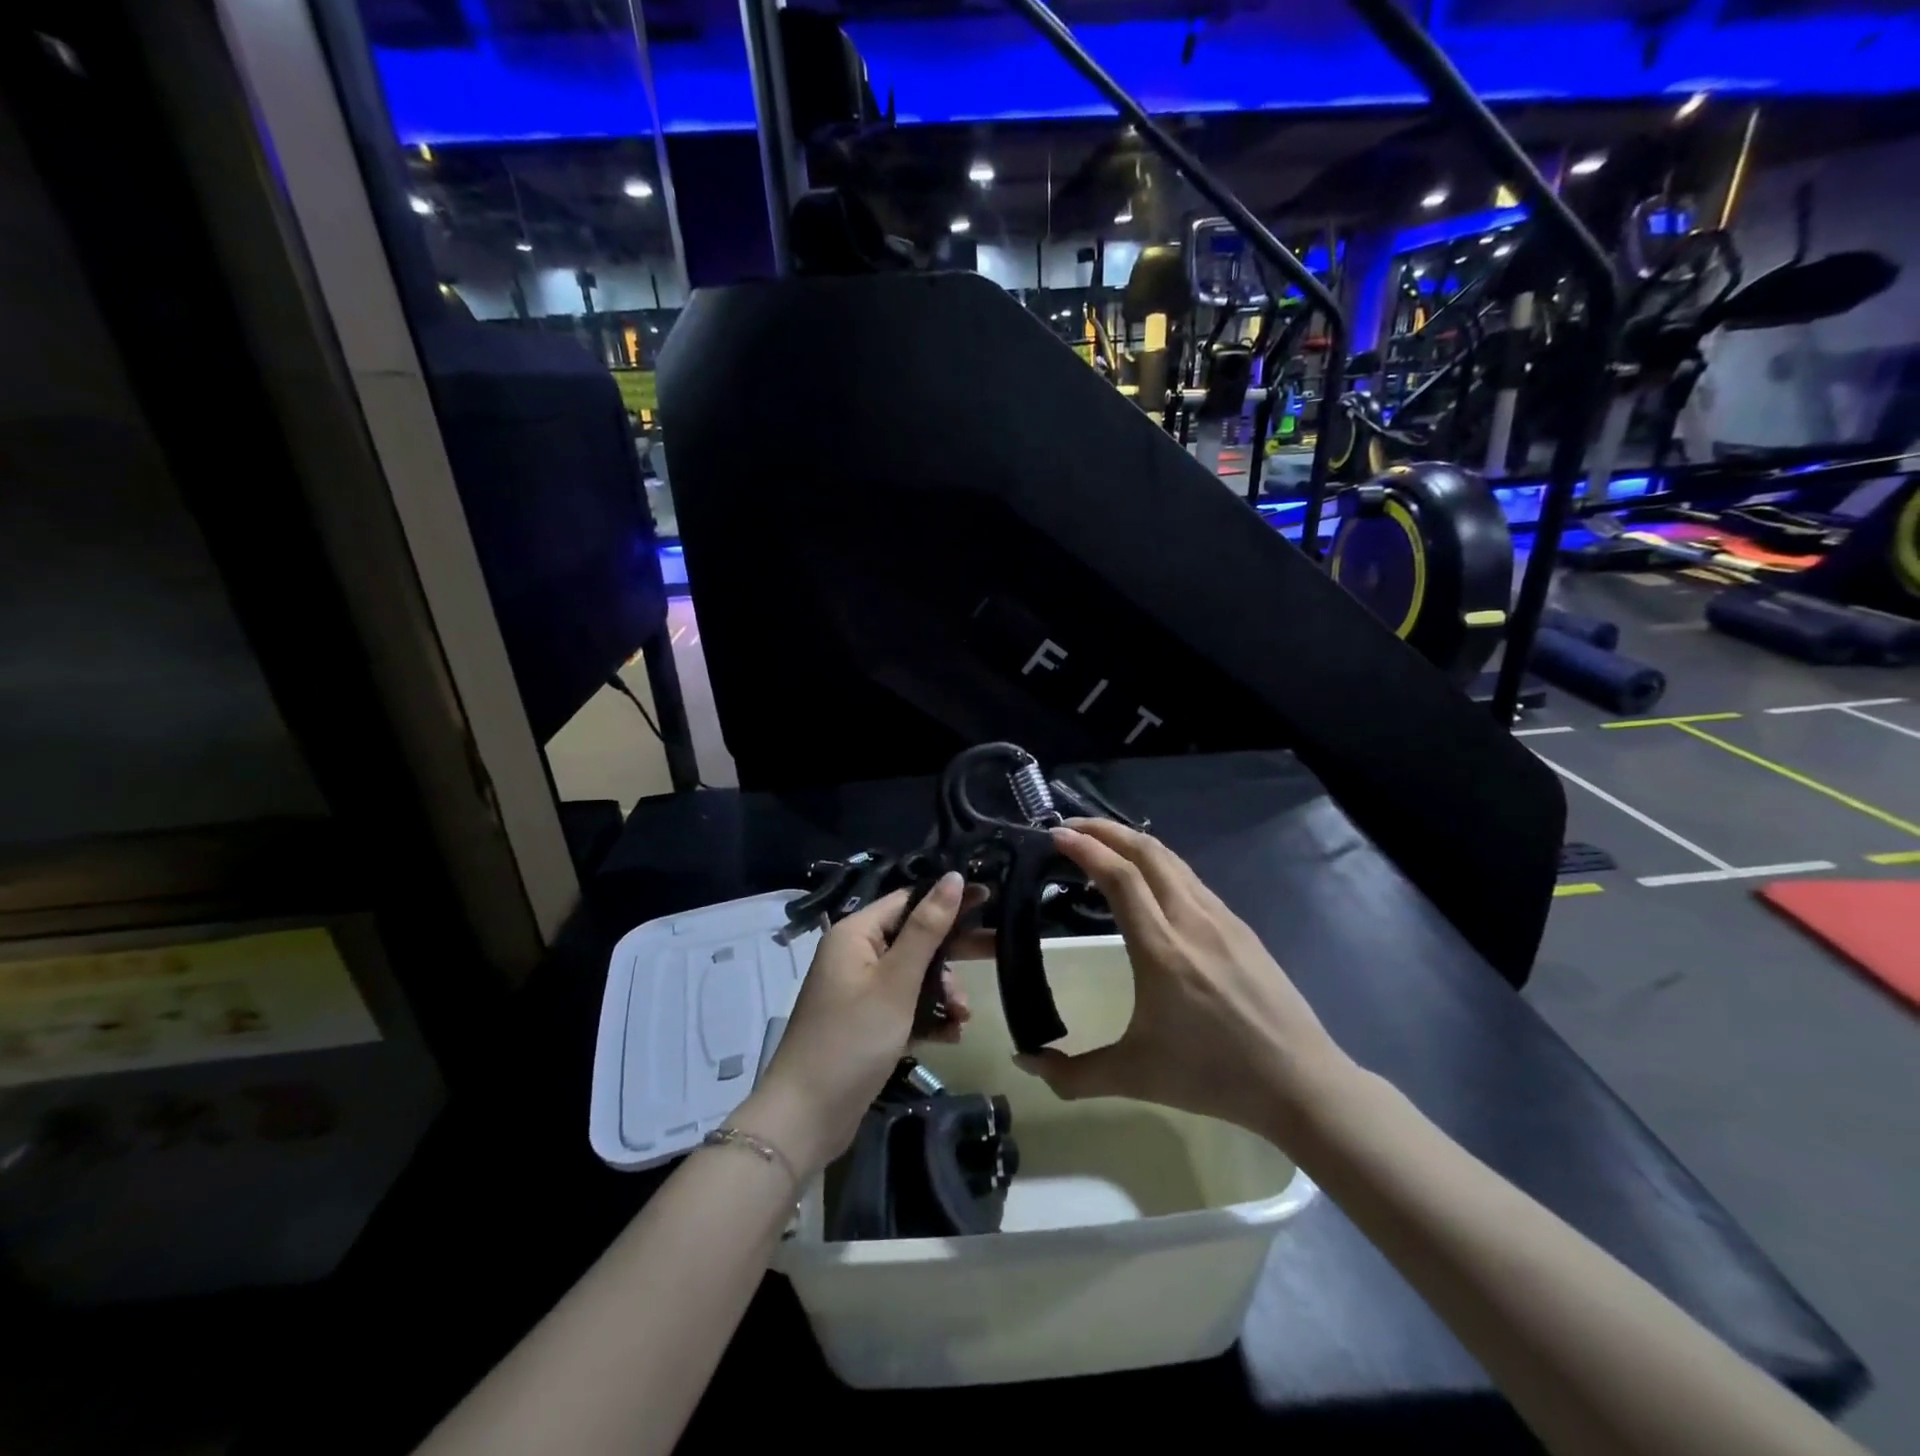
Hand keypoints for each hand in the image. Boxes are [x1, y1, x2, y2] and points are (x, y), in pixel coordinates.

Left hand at [736, 874, 978, 1179]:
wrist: (807, 1117)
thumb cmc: (852, 1039)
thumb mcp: (896, 981)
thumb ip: (927, 929)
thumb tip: (953, 876)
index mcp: (855, 933)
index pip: (908, 900)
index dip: (947, 899)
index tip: (990, 898)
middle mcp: (855, 955)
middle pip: (914, 938)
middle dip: (953, 952)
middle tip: (997, 950)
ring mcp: (860, 990)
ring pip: (914, 976)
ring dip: (942, 992)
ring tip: (963, 1015)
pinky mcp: (866, 1023)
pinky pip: (905, 1006)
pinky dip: (928, 1016)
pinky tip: (951, 1034)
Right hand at [1016, 819, 1348, 1141]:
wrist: (1300, 1082)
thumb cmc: (1213, 1076)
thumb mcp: (1135, 1078)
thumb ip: (1072, 1075)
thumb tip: (1024, 1061)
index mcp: (1161, 949)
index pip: (1120, 877)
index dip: (1086, 848)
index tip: (1056, 834)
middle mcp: (1191, 920)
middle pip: (1147, 851)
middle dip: (1105, 830)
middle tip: (1072, 827)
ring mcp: (1221, 919)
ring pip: (1172, 860)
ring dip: (1133, 842)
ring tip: (1105, 845)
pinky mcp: (1240, 927)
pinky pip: (1191, 879)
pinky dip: (1159, 864)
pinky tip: (1150, 882)